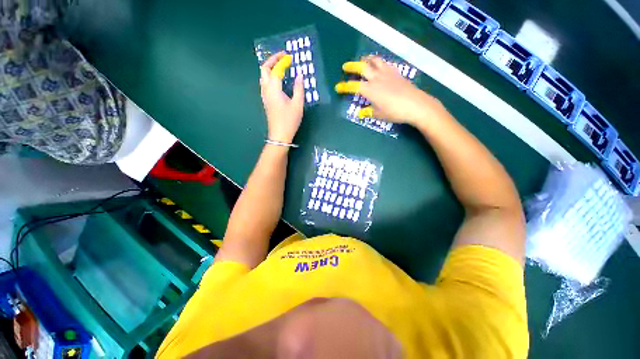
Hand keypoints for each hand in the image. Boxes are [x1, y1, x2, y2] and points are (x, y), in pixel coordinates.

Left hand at [260, 51, 303, 143]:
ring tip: (280, 66)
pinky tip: (278, 80)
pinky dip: (270, 76)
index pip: (276, 69)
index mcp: (274, 88)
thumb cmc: (289, 120)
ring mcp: (264, 96)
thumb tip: (300, 75)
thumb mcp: (298, 105)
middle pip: (264, 69)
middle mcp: (266, 89)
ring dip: (270, 68)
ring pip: (262, 76)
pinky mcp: (266, 101)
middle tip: (283, 57)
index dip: (283, 61)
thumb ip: (299, 88)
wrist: (279, 135)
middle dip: (272, 60)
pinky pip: (265, 83)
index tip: (290, 57)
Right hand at [335, 56, 445, 126]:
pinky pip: (385, 63)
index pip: (353, 86)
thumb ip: (368, 112)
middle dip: (352, 66)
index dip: (344, 86)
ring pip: (375, 61)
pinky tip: (378, 65)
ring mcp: (387, 73)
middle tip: (345, 66)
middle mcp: (377, 78)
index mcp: (370, 90)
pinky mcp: (396, 72)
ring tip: (362, 60)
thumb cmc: (395, 112)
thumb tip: (361, 113)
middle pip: (362, 67)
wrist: (416, 105)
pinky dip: (378, 62)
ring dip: (366, 59)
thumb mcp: (379, 115)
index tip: (337, 87)